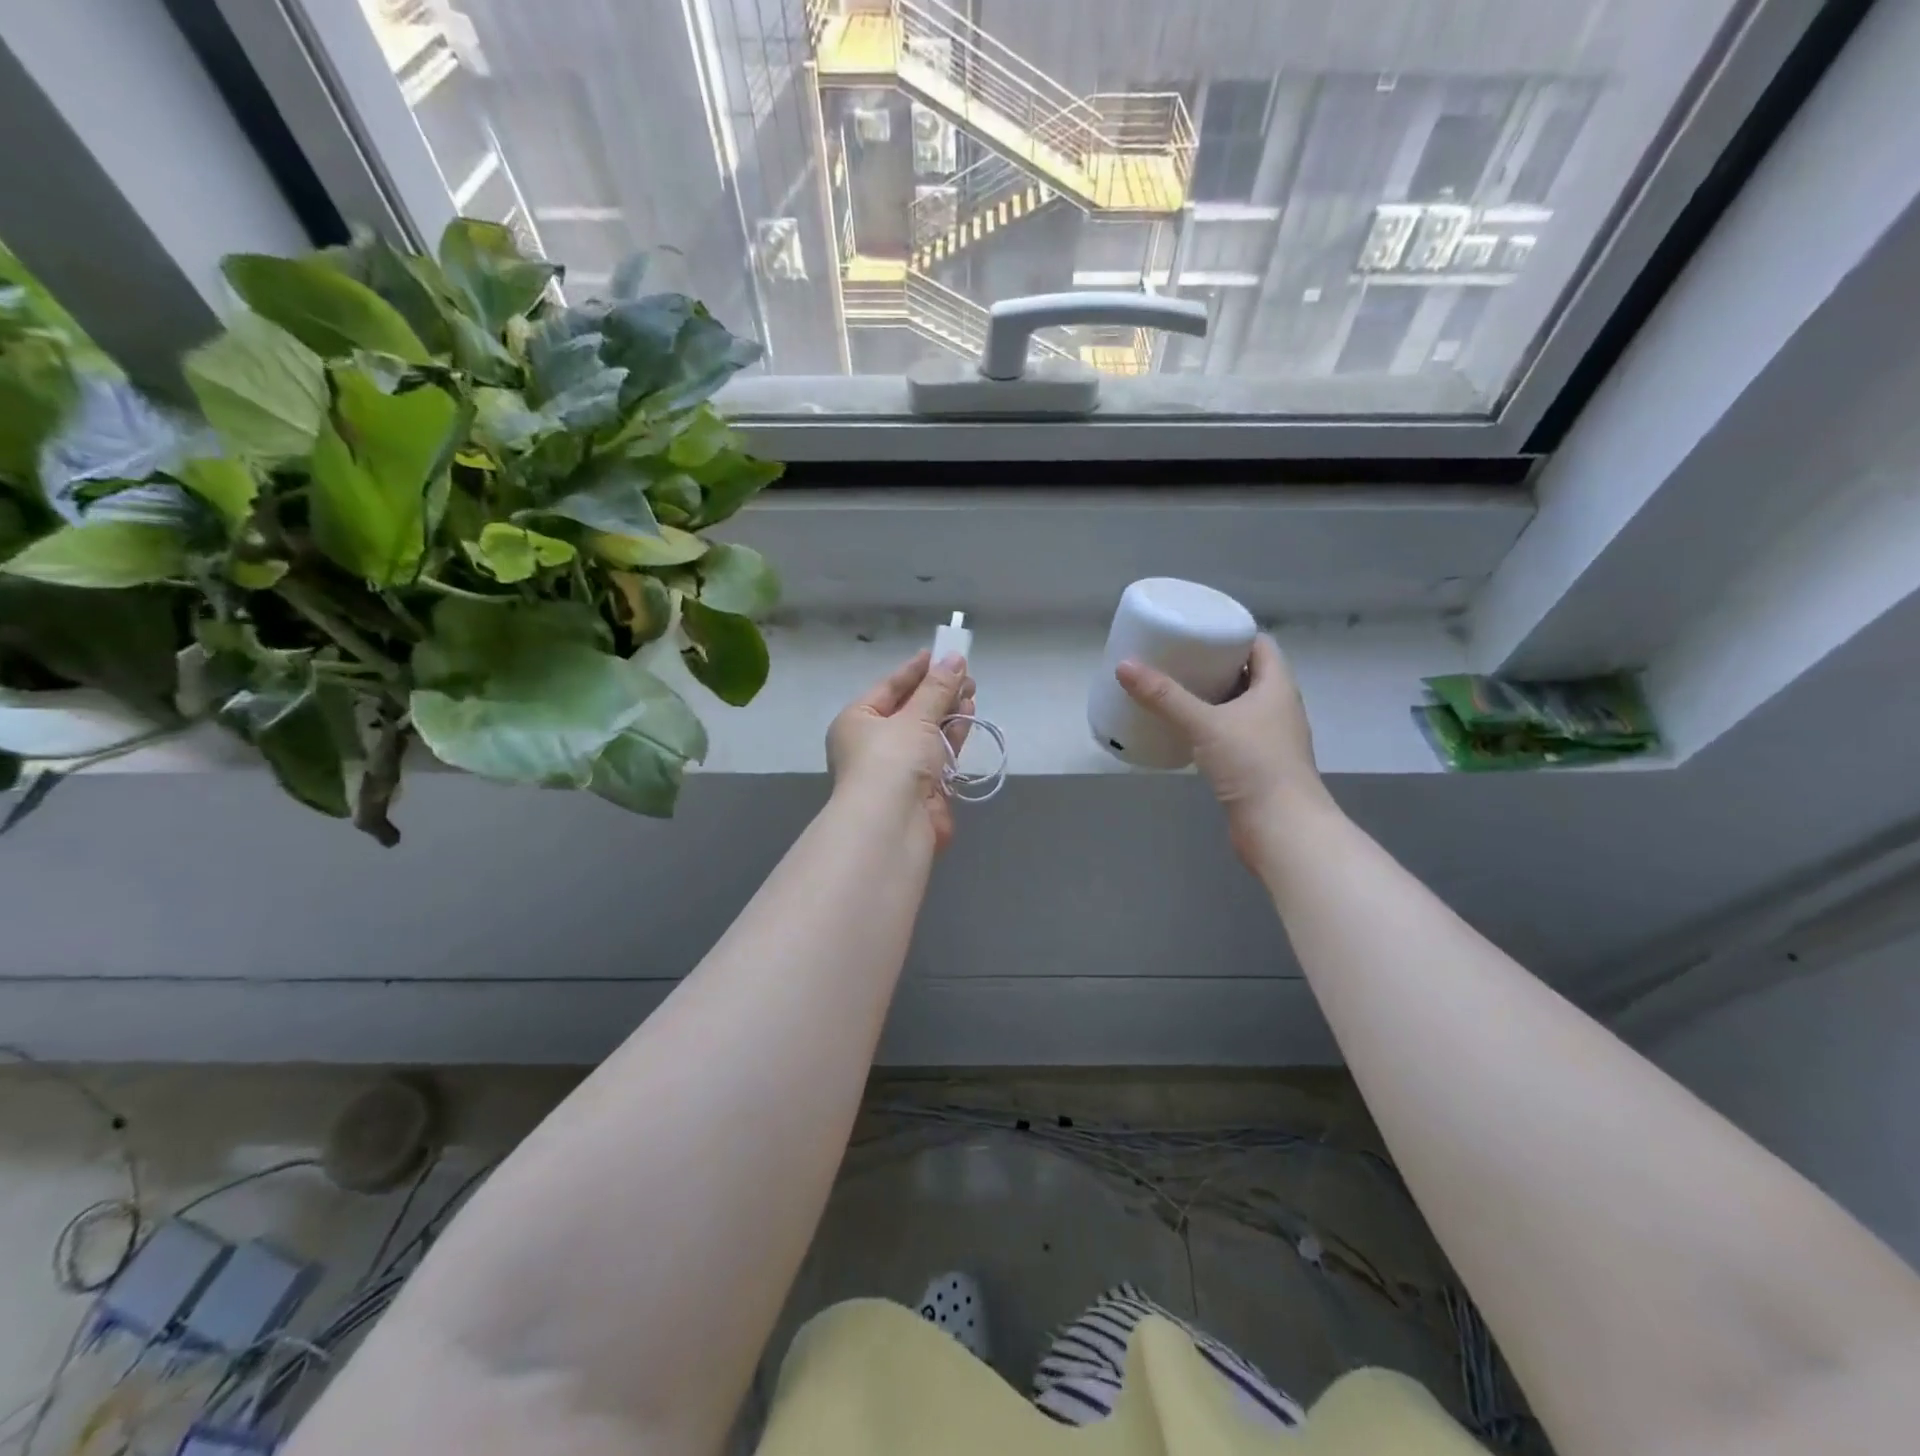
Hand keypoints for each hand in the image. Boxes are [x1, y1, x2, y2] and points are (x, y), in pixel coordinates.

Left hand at [827, 650, 974, 851]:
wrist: (893, 825)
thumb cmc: (891, 760)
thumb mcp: (914, 717)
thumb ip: (937, 688)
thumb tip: (955, 659)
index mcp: (857, 721)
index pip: (888, 687)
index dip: (915, 670)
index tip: (940, 653)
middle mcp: (874, 743)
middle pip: (909, 709)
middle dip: (937, 691)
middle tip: (965, 673)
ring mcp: (899, 767)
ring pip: (927, 731)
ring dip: (948, 711)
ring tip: (972, 690)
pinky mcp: (922, 786)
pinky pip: (939, 753)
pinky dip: (953, 735)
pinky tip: (969, 716)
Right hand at [1116, 635, 1329, 861]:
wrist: (1281, 828)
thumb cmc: (1252, 765)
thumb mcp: (1204, 724)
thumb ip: (1164, 697)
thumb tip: (1124, 666)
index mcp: (1277, 687)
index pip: (1260, 645)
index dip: (1233, 633)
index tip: (1199, 629)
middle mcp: (1279, 708)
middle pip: (1248, 674)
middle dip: (1215, 664)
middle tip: (1177, 657)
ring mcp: (1270, 738)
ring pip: (1240, 706)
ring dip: (1212, 696)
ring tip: (1174, 689)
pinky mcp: (1257, 764)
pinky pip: (1233, 733)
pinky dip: (1211, 726)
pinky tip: (1185, 730)